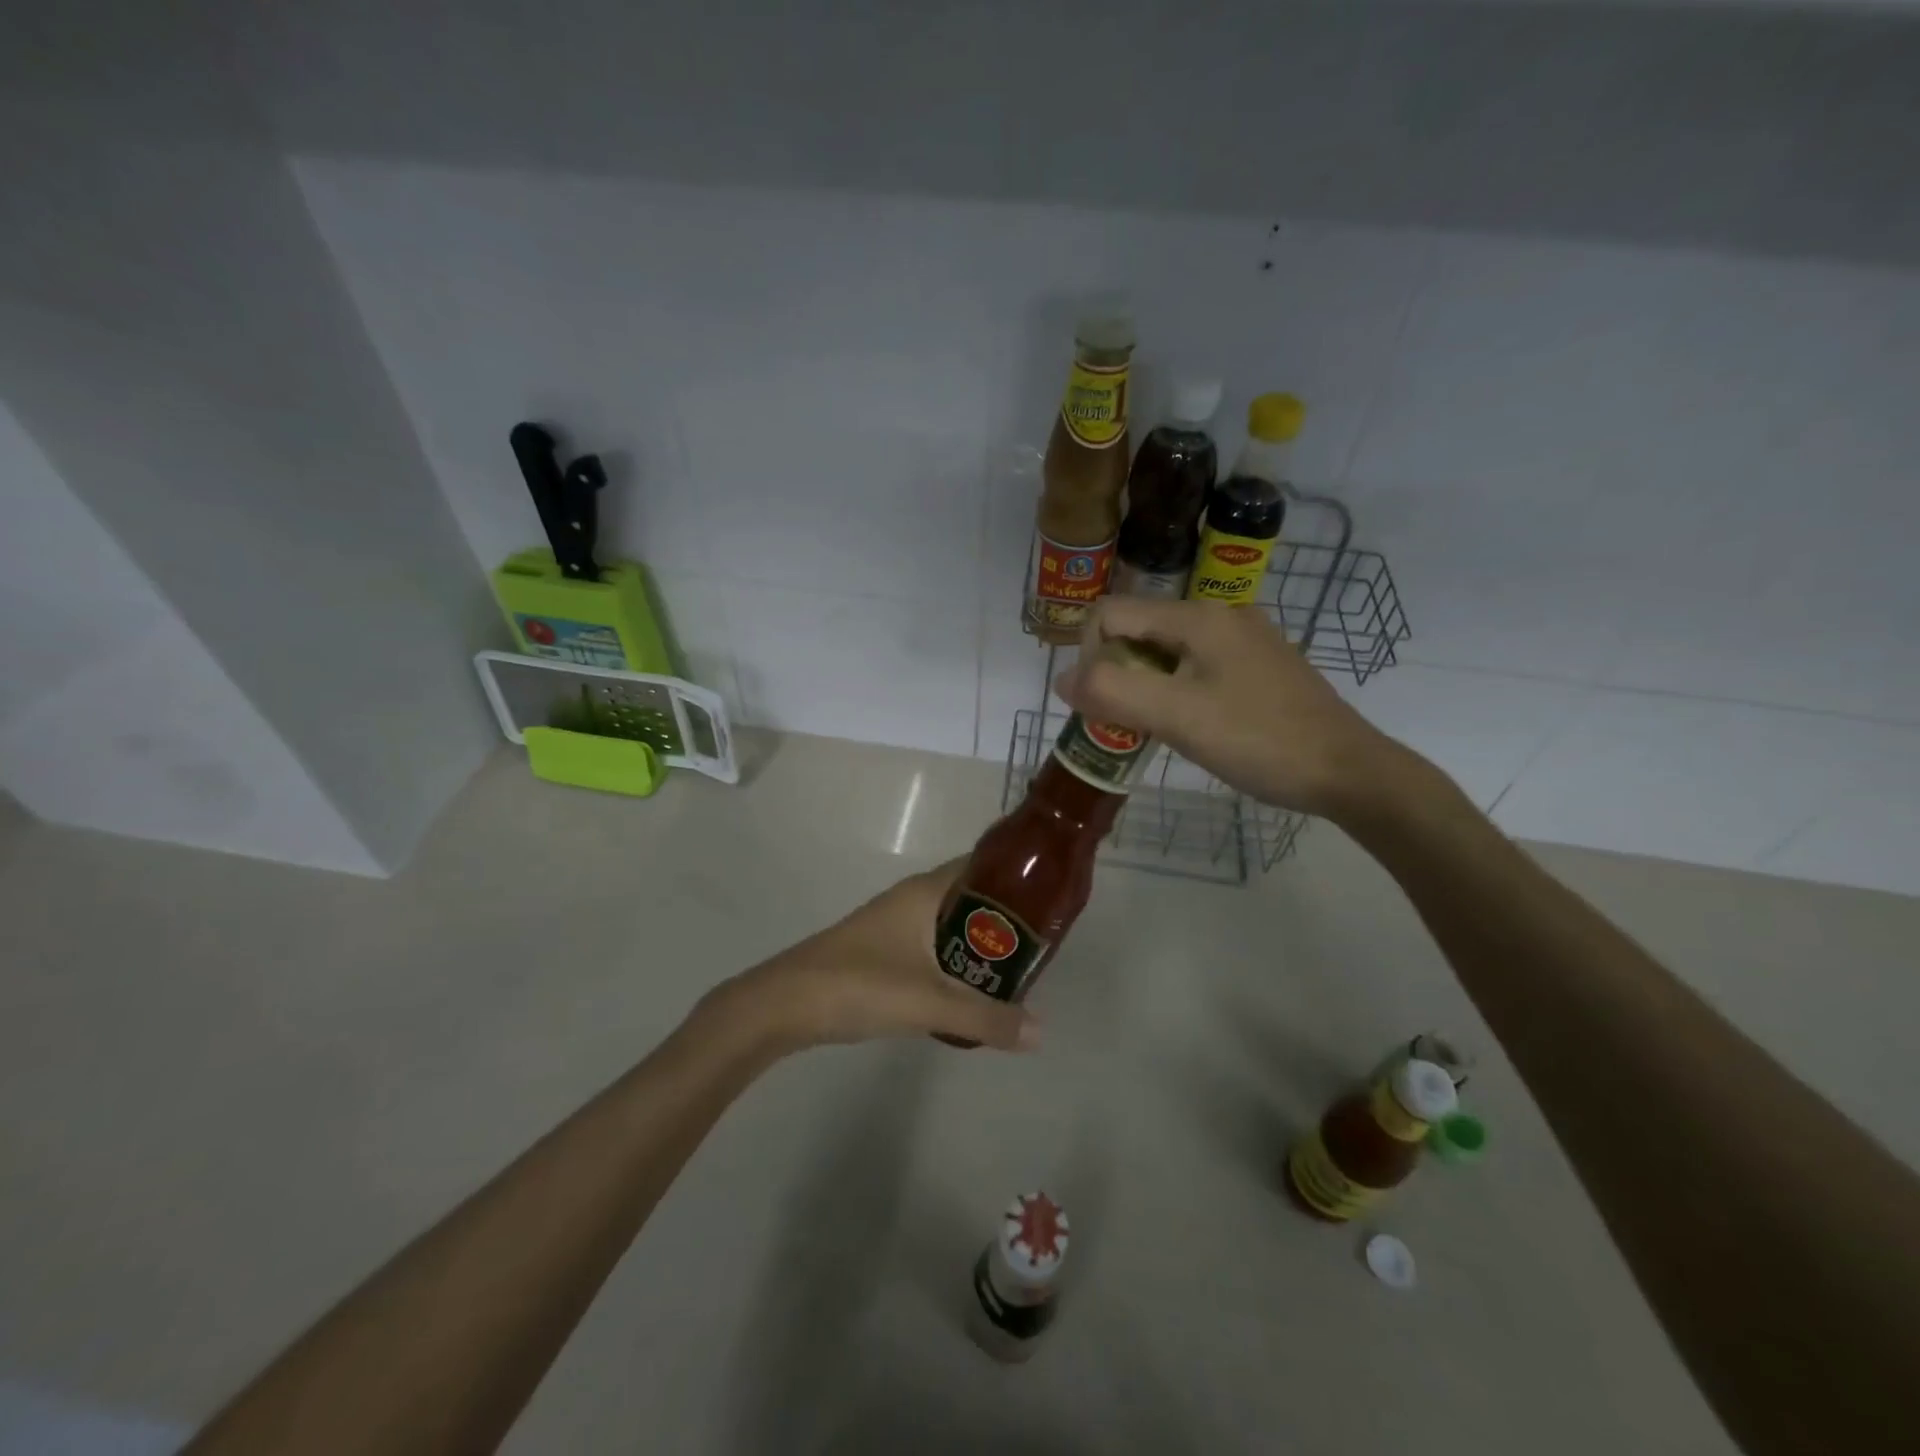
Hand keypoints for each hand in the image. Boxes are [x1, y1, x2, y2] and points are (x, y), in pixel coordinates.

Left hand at [707, 863, 1039, 1054]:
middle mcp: (912, 899)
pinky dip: (956, 960)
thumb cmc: (859, 985)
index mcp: (925, 892)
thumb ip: (985, 1017)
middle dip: (1005, 917)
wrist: (784, 1005)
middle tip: (1042, 944)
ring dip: (980, 942)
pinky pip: (933, 946)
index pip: (981, 866)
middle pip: (970, 897)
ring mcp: (894, 925)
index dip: (1016, 876)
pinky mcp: (882, 951)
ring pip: (951, 924)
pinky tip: (970, 989)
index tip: (1051, 897)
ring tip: (1016, 968)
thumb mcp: (929, 1004)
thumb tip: (1041, 1032)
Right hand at [1055, 597, 1397, 817]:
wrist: (1348, 771)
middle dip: (1117, 672)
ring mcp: (1245, 640)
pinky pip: (1196, 666)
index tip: (1105, 703)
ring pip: (1167, 650)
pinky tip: (1193, 725)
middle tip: (1128, 721)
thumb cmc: (1260, 740)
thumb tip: (1062, 679)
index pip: (1112, 612)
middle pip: (1139, 629)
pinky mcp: (1259, 666)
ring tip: (1157, 728)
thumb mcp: (1177, 717)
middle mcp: (1221, 615)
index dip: (1091, 655)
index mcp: (1198, 617)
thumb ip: (1113, 692)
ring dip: (1145, 684)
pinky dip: (1176, 690)